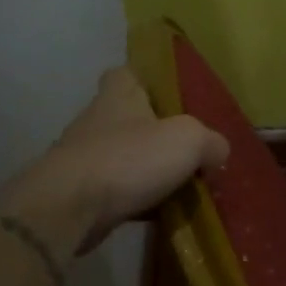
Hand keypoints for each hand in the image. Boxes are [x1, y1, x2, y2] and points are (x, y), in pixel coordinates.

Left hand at [9, 64, 229, 252]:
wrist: (69, 210)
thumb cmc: (130, 159)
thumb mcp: (190, 140)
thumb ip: (212, 142)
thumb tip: (216, 154)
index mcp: (119, 95)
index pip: (127, 73)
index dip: (147, 80)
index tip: (170, 98)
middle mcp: (97, 121)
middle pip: (130, 118)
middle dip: (156, 133)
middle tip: (189, 149)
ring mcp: (84, 158)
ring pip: (125, 157)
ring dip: (147, 170)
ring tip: (181, 186)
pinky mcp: (79, 192)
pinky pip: (117, 190)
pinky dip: (137, 199)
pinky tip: (160, 212)